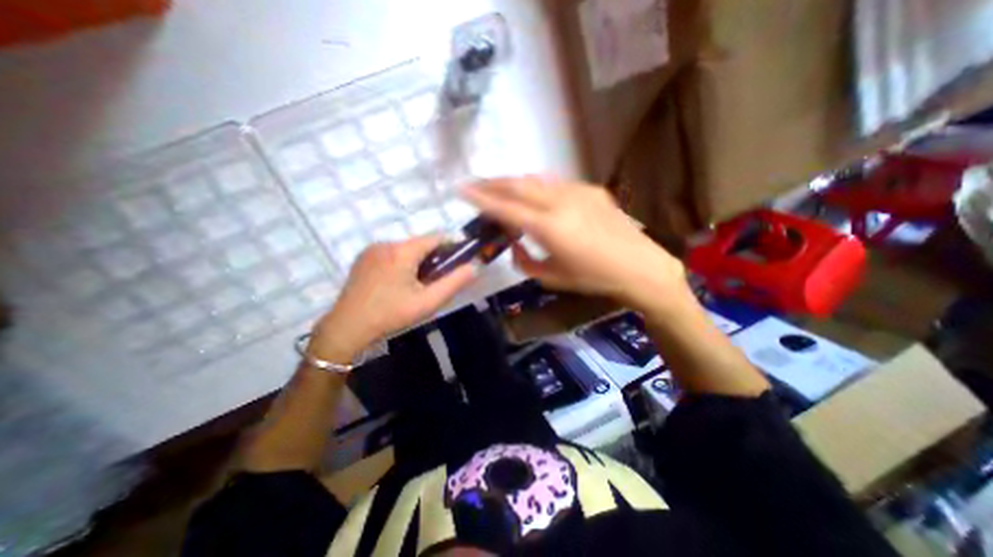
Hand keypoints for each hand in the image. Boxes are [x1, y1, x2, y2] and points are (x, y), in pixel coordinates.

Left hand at [309, 238, 473, 363]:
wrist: (347, 328)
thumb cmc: (391, 315)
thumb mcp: (428, 302)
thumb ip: (454, 282)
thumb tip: (475, 266)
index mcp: (402, 251)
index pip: (436, 238)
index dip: (452, 247)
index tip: (460, 262)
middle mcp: (386, 243)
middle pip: (420, 244)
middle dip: (434, 258)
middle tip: (437, 281)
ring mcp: (372, 250)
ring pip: (406, 249)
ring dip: (418, 261)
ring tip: (417, 285)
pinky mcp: (363, 258)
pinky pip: (391, 254)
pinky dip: (402, 263)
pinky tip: (398, 284)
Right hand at [458, 175, 687, 311]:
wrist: (639, 266)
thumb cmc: (593, 278)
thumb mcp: (551, 277)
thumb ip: (524, 260)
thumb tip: (513, 244)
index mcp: (549, 227)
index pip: (505, 208)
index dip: (481, 198)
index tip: (462, 190)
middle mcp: (560, 202)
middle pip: (517, 184)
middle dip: (492, 182)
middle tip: (475, 185)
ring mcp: (577, 192)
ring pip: (535, 179)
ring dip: (513, 182)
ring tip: (500, 189)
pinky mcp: (590, 190)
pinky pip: (555, 184)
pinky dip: (537, 187)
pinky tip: (534, 196)